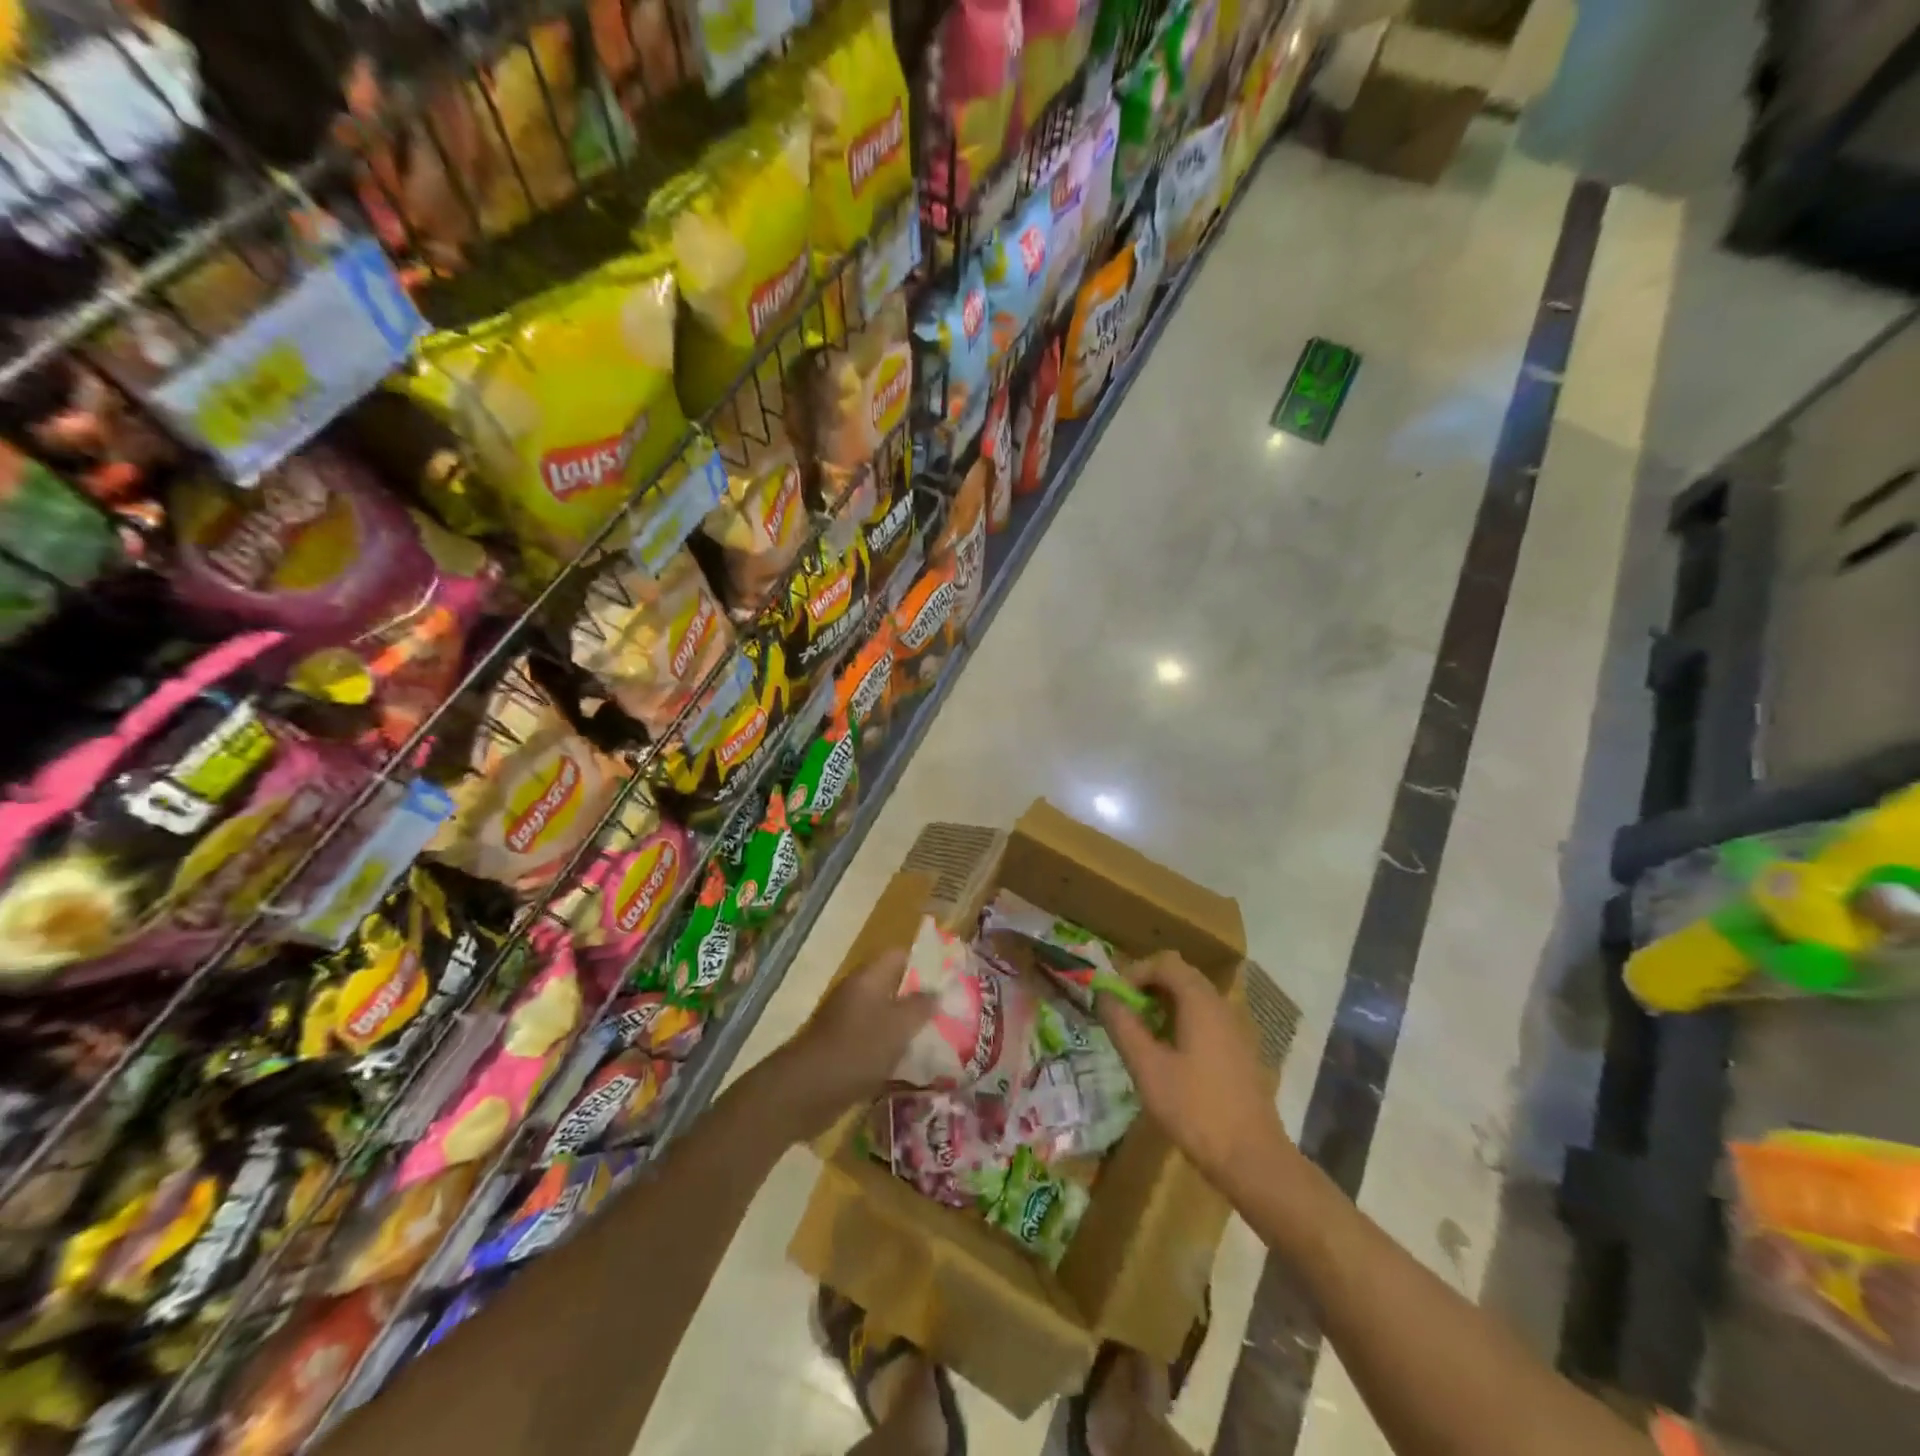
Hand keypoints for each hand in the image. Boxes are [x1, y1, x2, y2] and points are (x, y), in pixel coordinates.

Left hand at [769, 949, 934, 1140]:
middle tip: (951, 1012)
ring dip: (909, 1027)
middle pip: (895, 986)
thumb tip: (936, 992)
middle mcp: (858, 993)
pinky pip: (876, 1042)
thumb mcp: (898, 1026)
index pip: (900, 955)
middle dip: (921, 999)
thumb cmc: (857, 1049)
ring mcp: (849, 1022)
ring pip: (886, 1016)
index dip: (926, 962)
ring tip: (941, 1039)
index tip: (950, 979)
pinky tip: (914, 1065)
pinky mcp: (844, 1049)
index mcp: (869, 978)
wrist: (806, 1091)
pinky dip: (893, 1050)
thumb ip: (921, 1006)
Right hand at [1098, 952, 1294, 1197]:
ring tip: (1141, 1035)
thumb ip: (1123, 1027)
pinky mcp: (1239, 1052)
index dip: (1135, 973)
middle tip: (1124, 1014)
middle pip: (1181, 976)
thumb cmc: (1195, 1110)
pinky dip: (1182, 1022)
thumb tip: (1104, 996)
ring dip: (1164, 1006)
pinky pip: (1206, 1020)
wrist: (1253, 1159)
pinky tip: (1168, 1056)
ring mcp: (1235, 1029)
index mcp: (1200, 1003)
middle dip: (1148, 987)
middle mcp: (1221, 1006)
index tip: (1115, 999)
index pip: (1165, 963)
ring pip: (1194, 999)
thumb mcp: (1148, 1068)